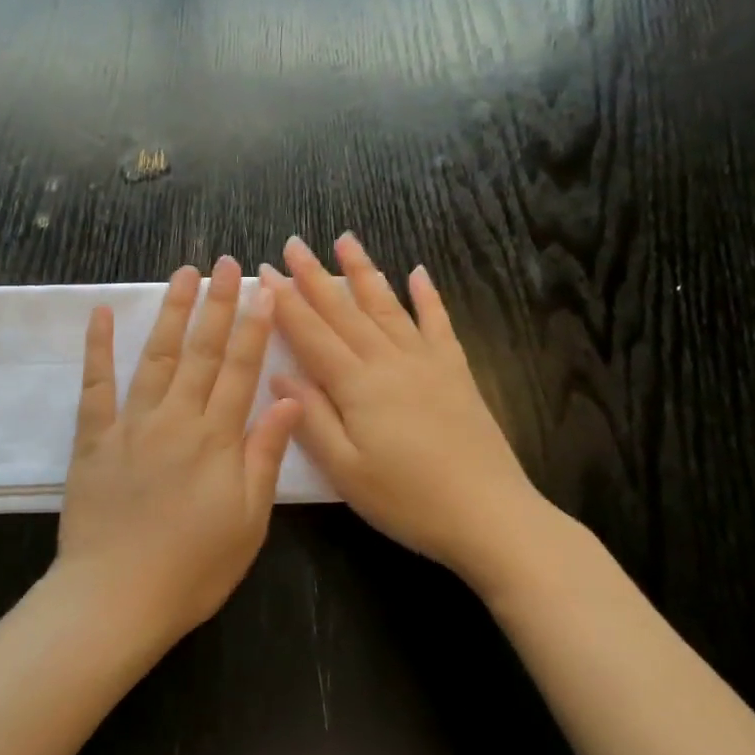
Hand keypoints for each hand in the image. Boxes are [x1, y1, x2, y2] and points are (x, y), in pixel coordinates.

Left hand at [53, 256, 302, 650]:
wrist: (117, 597)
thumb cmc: (193, 568)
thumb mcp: (248, 521)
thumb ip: (264, 455)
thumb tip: (288, 398)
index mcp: (217, 439)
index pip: (241, 369)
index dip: (254, 326)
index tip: (264, 289)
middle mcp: (176, 419)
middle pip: (202, 352)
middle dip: (218, 304)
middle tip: (227, 263)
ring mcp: (131, 424)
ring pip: (156, 357)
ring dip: (172, 313)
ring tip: (184, 274)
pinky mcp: (93, 438)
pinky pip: (96, 385)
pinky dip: (99, 347)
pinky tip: (103, 314)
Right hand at [262, 234, 553, 582]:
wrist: (490, 516)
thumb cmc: (407, 500)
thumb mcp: (345, 471)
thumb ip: (310, 419)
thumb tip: (279, 375)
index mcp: (357, 386)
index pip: (311, 334)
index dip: (285, 303)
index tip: (264, 272)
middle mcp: (389, 362)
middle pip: (345, 311)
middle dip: (315, 276)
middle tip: (294, 243)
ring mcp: (427, 363)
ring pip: (388, 306)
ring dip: (364, 272)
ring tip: (346, 239)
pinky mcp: (456, 373)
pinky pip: (439, 324)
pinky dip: (429, 297)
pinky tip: (419, 274)